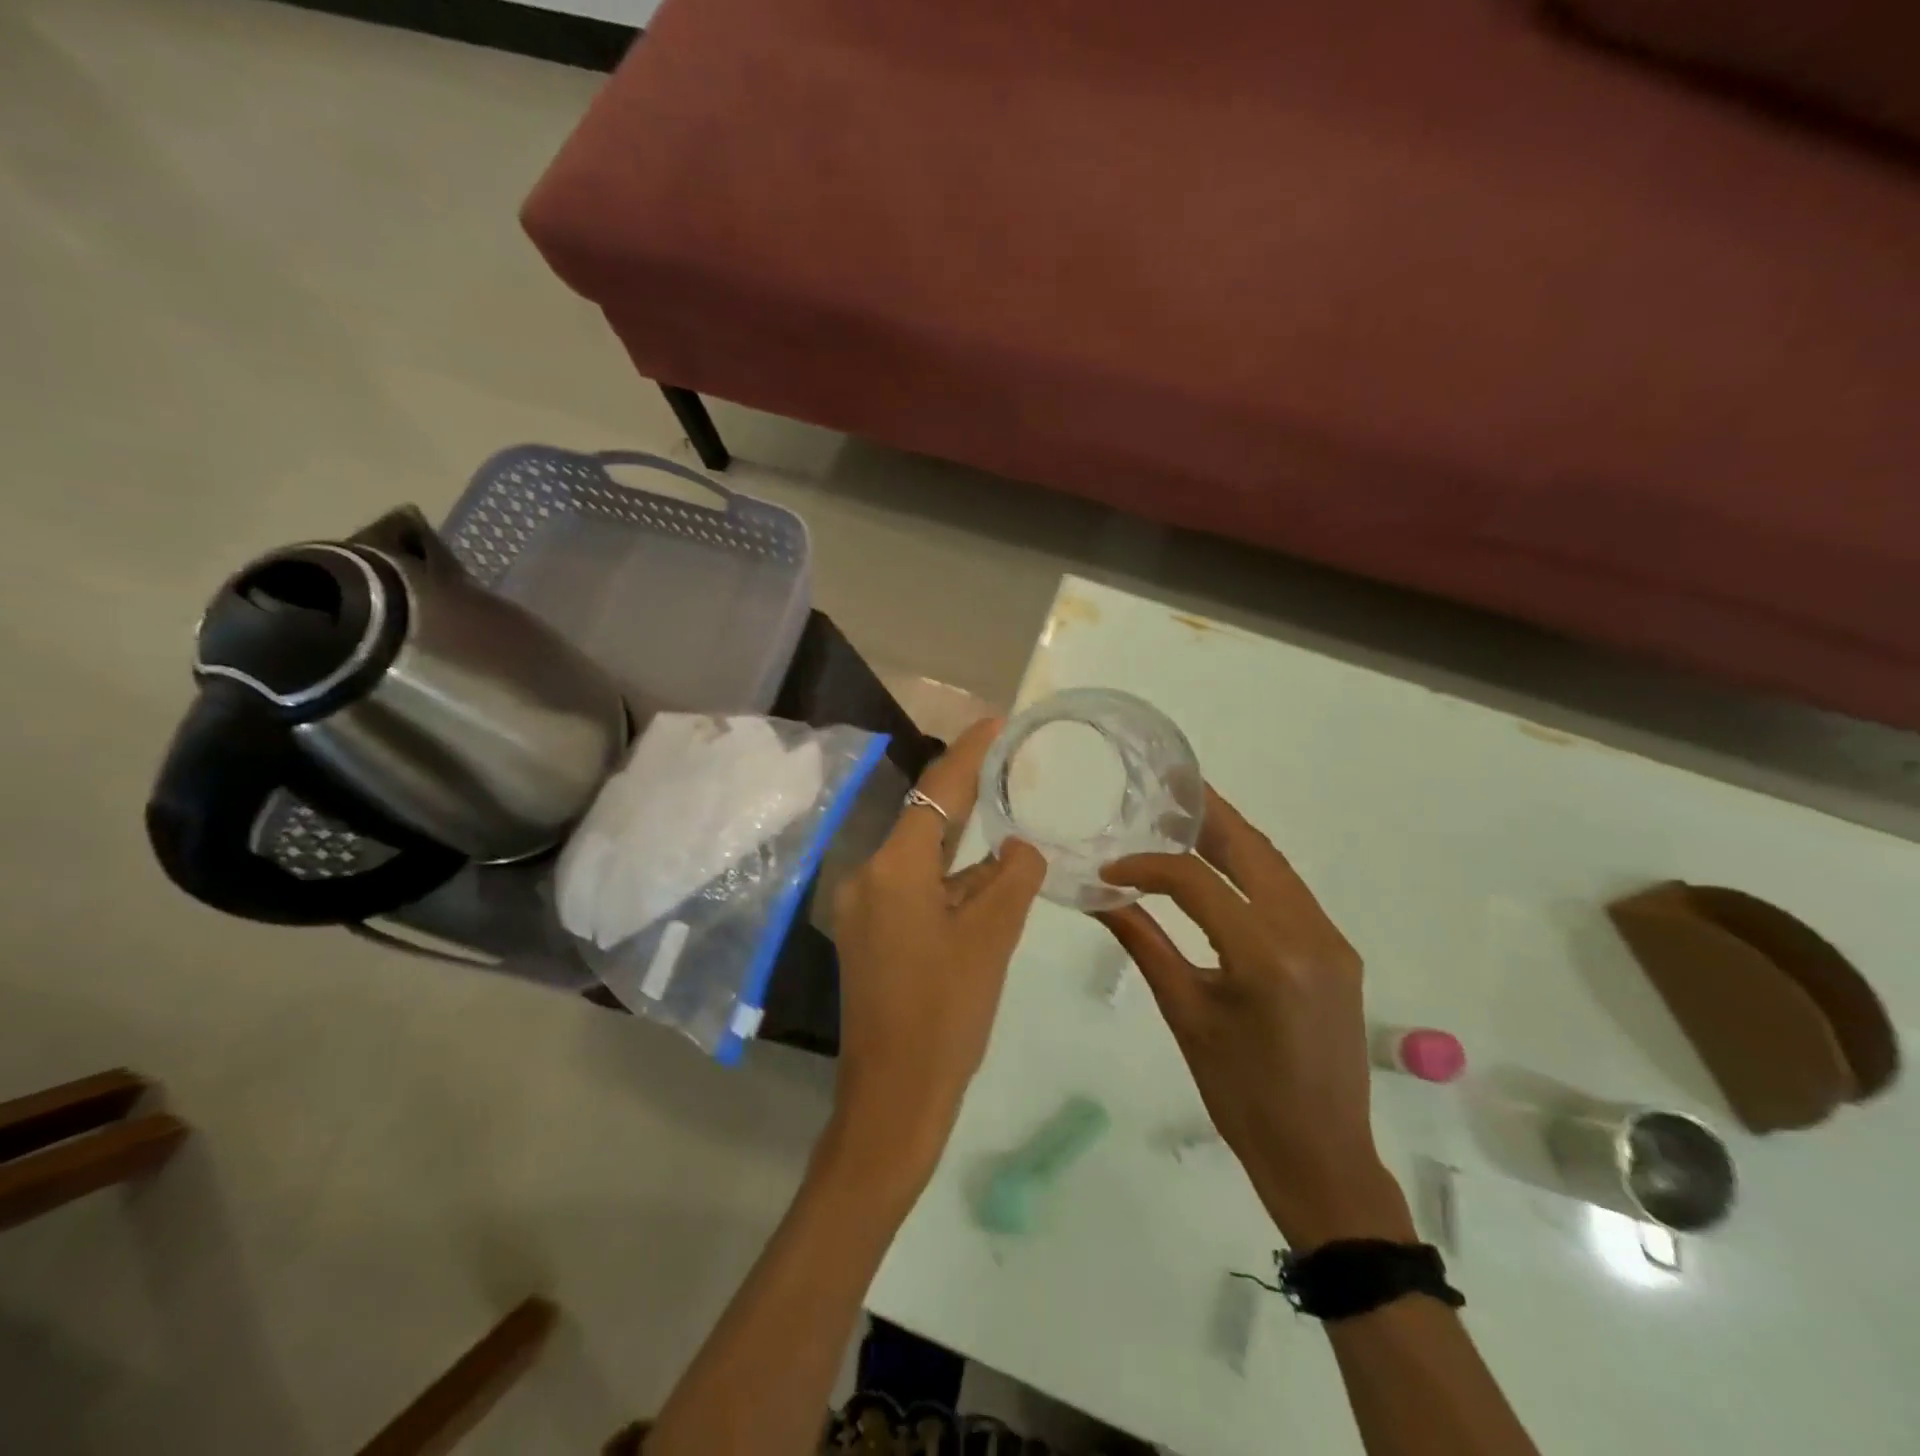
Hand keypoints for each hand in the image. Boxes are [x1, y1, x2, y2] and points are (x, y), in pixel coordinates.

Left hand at [825, 719, 1046, 1196]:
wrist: (894, 1100)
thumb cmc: (946, 1015)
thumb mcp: (992, 939)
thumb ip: (1012, 878)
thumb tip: (1020, 845)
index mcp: (893, 870)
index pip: (936, 793)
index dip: (968, 752)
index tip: (996, 721)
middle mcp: (868, 877)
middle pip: (926, 822)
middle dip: (967, 794)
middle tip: (1009, 765)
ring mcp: (865, 909)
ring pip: (923, 860)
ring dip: (964, 849)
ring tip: (1011, 825)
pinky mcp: (870, 936)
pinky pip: (915, 890)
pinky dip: (950, 883)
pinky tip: (987, 884)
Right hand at [1098, 787, 1411, 1248]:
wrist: (1321, 1155)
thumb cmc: (1240, 1095)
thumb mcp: (1185, 1015)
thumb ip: (1144, 944)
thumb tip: (1101, 896)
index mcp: (1264, 956)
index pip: (1198, 882)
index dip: (1148, 865)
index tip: (1111, 867)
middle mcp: (1308, 933)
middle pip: (1252, 850)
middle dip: (1206, 815)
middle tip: (1165, 791)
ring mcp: (1331, 939)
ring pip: (1276, 865)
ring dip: (1231, 838)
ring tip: (1185, 820)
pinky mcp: (1338, 950)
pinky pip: (1290, 892)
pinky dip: (1252, 869)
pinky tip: (1220, 869)